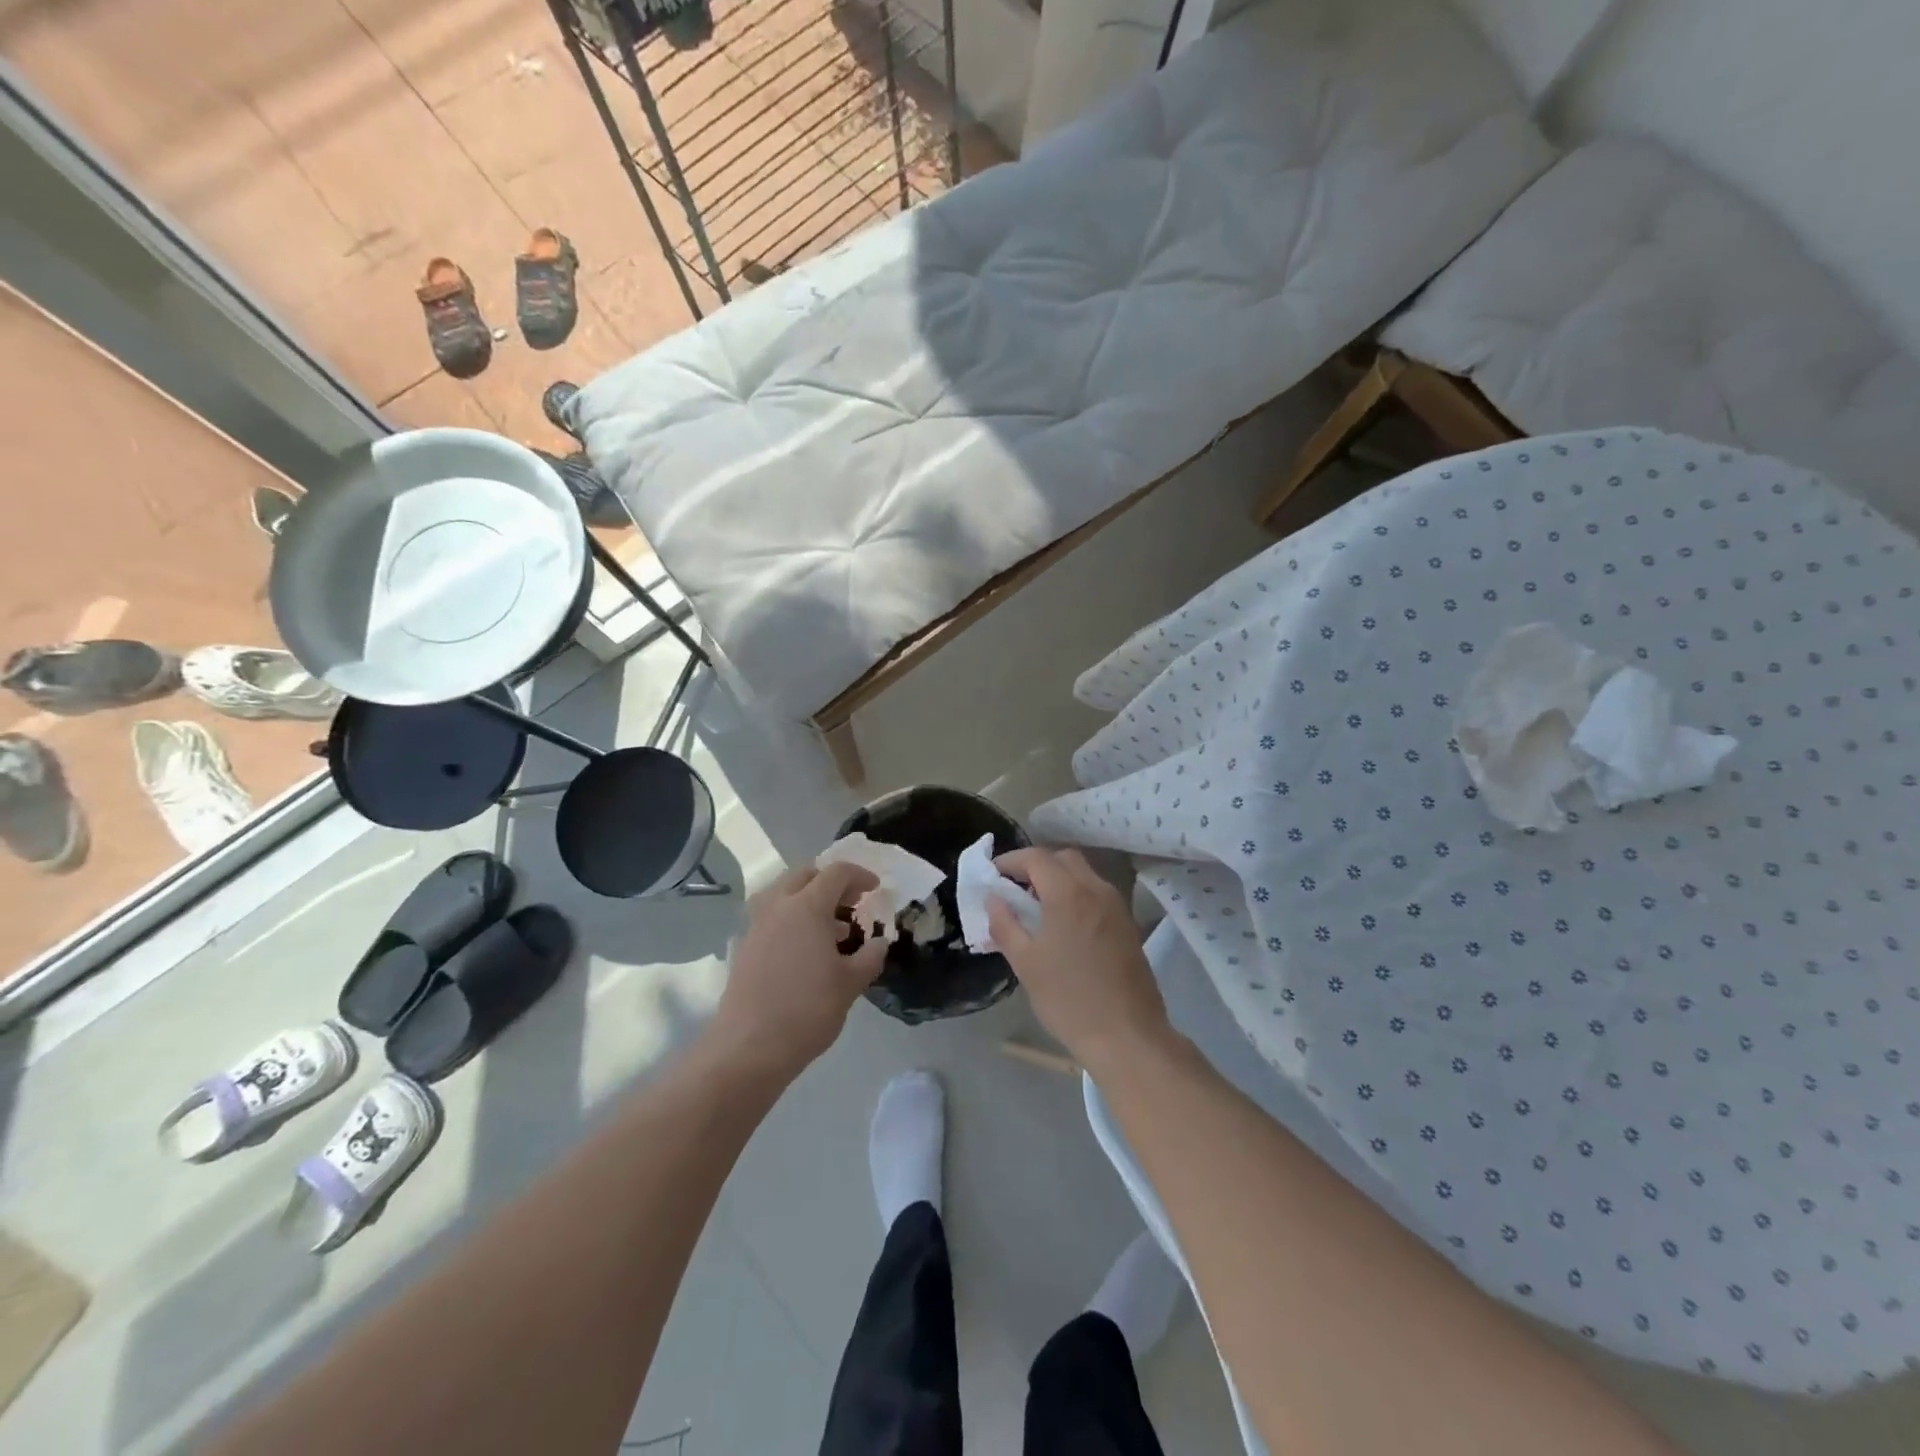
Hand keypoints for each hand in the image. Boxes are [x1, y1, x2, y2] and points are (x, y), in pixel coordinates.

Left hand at [712, 862, 888, 1080]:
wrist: (750, 1047)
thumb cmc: (807, 1010)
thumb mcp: (851, 984)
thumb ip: (870, 957)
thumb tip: (880, 942)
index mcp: (807, 906)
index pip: (836, 873)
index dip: (860, 875)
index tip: (875, 889)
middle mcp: (778, 906)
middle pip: (805, 875)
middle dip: (831, 882)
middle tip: (852, 902)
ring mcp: (756, 926)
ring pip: (783, 893)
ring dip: (808, 898)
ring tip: (830, 927)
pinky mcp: (744, 947)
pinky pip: (771, 916)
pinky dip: (791, 918)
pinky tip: (804, 948)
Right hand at [987, 848, 1171, 1074]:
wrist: (1127, 1036)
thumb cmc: (1069, 1000)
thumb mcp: (1025, 963)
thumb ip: (1005, 924)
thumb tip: (994, 899)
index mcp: (1069, 894)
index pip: (1036, 857)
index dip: (1011, 860)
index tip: (993, 875)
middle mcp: (1097, 890)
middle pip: (1063, 859)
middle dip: (1036, 866)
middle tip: (1015, 889)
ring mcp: (1117, 907)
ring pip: (1084, 875)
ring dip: (1058, 880)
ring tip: (1036, 909)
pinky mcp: (1128, 926)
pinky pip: (1097, 895)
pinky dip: (1076, 896)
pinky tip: (1063, 926)